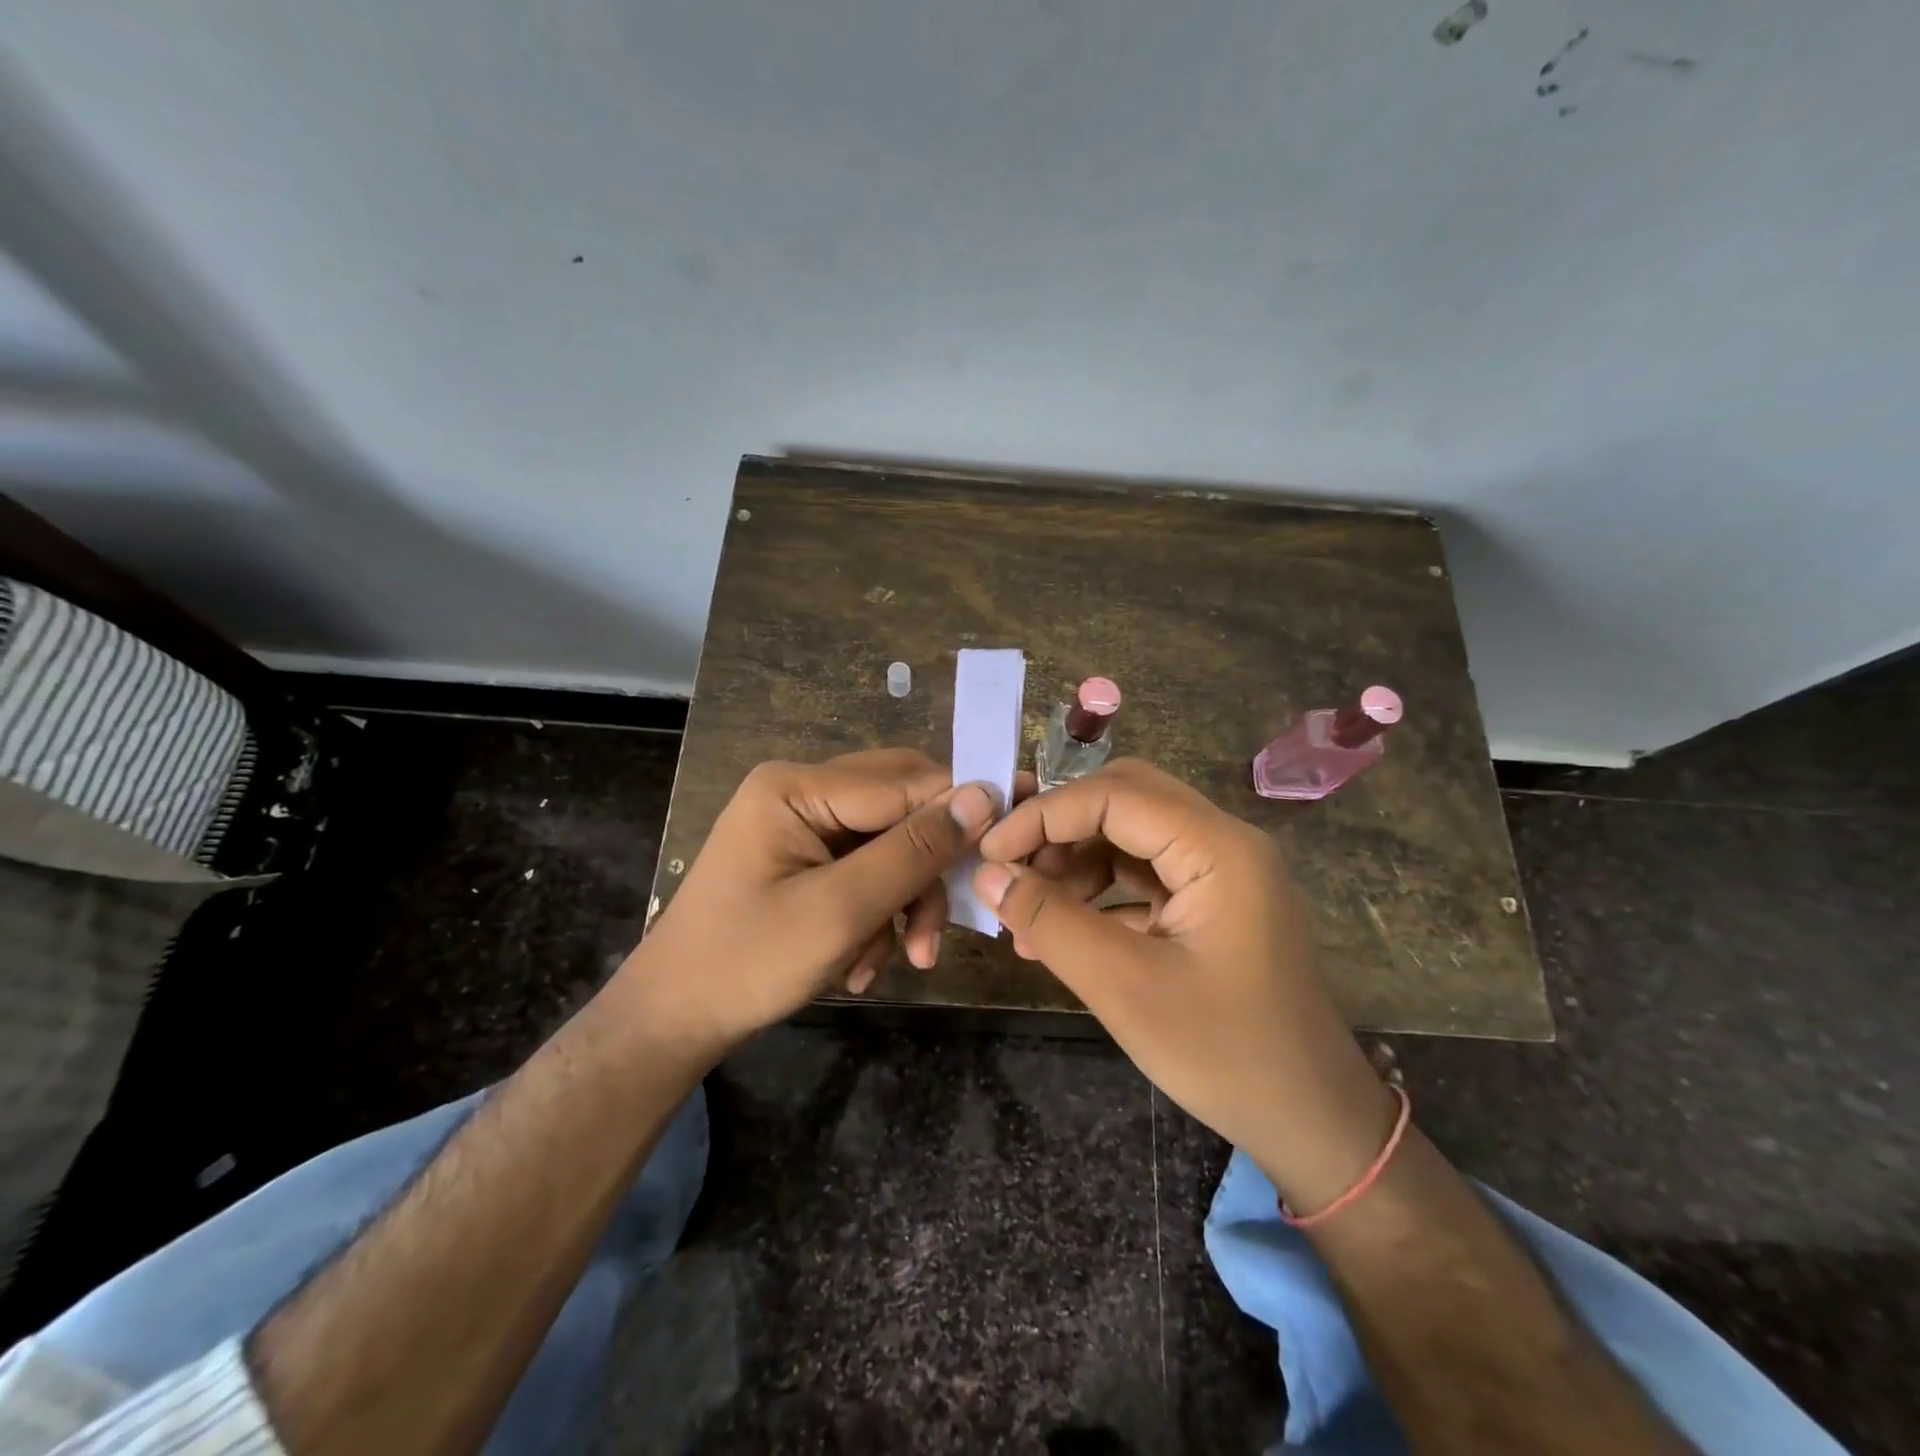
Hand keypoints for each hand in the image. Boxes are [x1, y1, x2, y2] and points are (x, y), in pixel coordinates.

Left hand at [623, 749, 1000, 1056]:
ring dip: (903, 904)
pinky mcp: (805, 860)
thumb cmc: (747, 963)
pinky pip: (865, 871)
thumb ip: (913, 851)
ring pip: (889, 846)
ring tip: (904, 961)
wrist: (674, 1020)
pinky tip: (863, 962)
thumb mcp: (841, 910)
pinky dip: (877, 915)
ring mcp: (802, 827)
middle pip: (899, 810)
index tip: (1004, 851)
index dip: (959, 812)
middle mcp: (802, 793)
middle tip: (942, 929)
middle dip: (926, 871)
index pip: (904, 782)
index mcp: (798, 787)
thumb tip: (982, 795)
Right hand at [972, 759, 1398, 1215]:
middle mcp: (1225, 842)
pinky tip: (1062, 932)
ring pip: (1132, 834)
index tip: (990, 854)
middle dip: (1061, 827)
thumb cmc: (1223, 1054)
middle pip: (1126, 798)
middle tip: (1012, 867)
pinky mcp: (1215, 903)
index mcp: (1218, 848)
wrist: (1312, 1123)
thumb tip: (987, 875)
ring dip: (1076, 862)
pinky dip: (1100, 892)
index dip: (1044, 815)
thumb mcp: (1123, 987)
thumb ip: (1050, 921)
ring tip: (1028, 912)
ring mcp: (1223, 872)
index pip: (1114, 795)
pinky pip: (1146, 874)